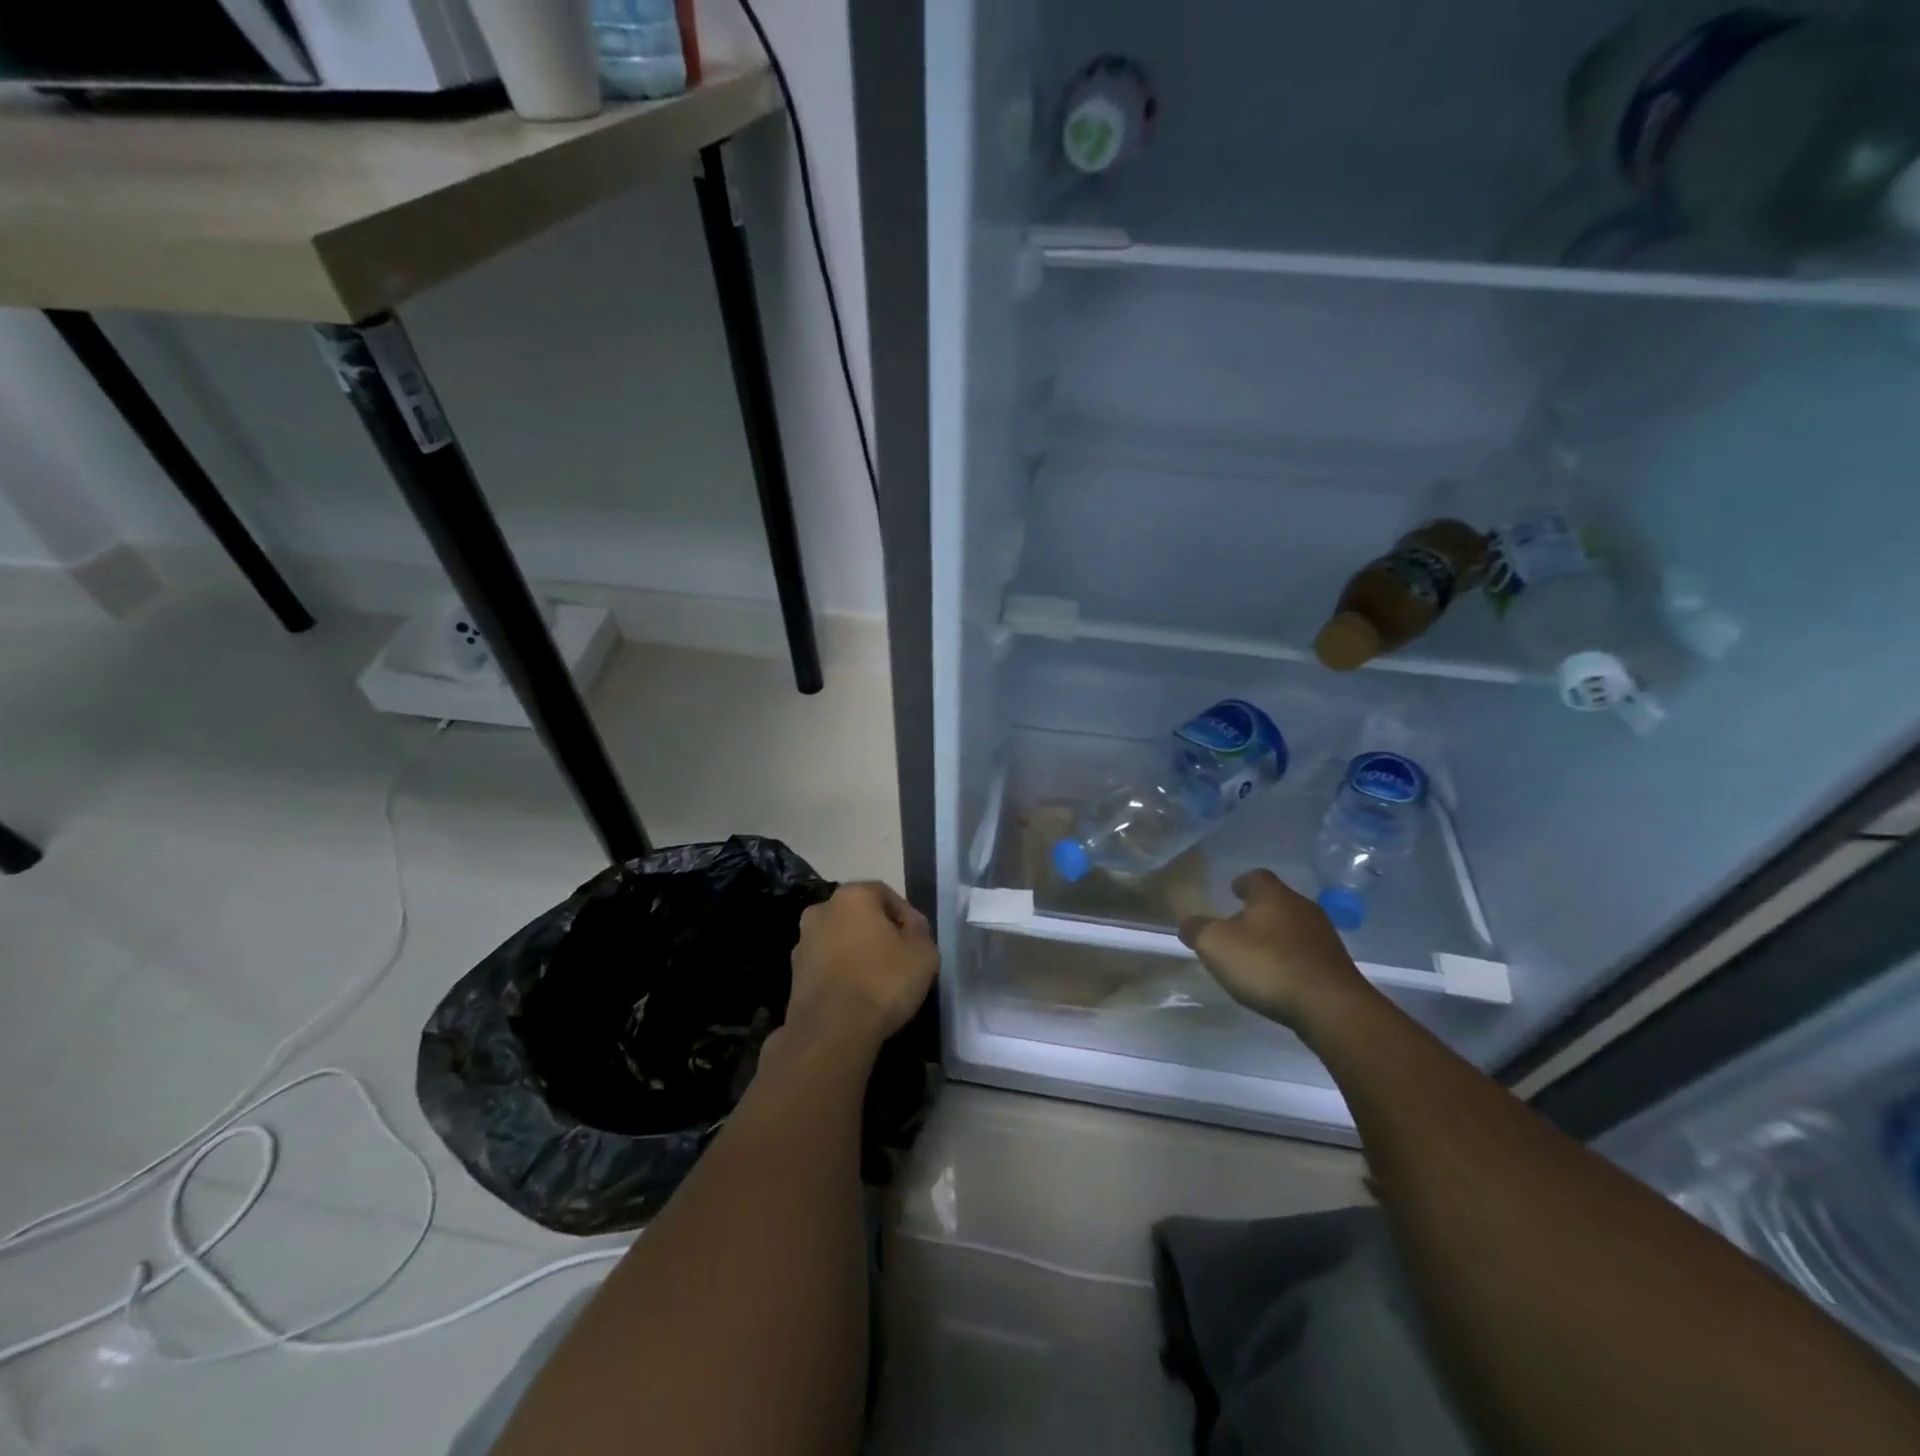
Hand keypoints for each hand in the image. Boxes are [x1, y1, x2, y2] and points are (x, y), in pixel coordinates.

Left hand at [787, 882, 937, 1053]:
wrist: (831, 1032)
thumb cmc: (882, 982)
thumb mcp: (924, 953)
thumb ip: (920, 932)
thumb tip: (910, 927)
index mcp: (852, 896)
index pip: (886, 894)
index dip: (907, 916)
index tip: (918, 942)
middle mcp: (821, 910)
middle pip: (859, 916)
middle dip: (879, 933)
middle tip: (900, 958)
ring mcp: (803, 943)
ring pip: (841, 941)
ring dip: (858, 954)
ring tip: (879, 982)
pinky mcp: (794, 975)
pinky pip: (827, 966)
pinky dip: (842, 974)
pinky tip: (858, 997)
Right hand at [1179, 870, 1368, 1028]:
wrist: (1331, 1006)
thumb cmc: (1267, 964)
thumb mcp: (1216, 945)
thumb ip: (1197, 930)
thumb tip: (1188, 923)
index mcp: (1274, 896)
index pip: (1256, 877)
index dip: (1242, 882)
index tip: (1232, 890)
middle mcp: (1303, 908)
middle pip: (1277, 902)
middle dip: (1258, 911)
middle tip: (1238, 925)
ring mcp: (1324, 937)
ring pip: (1294, 928)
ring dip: (1276, 937)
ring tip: (1257, 955)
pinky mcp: (1336, 966)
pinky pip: (1307, 954)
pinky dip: (1291, 959)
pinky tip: (1279, 977)